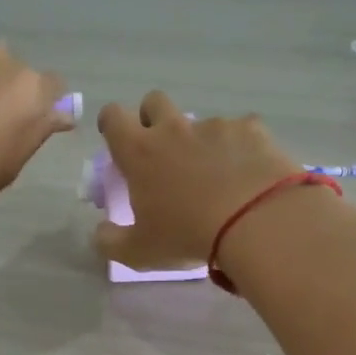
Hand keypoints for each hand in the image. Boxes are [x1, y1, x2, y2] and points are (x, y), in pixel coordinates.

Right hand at [94, 91, 302, 268]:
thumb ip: (111, 242)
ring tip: (216, 174)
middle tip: (162, 151)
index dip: (112, 124)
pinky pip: (241, 130)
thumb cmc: (187, 235)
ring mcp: (215, 126)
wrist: (255, 222)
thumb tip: (100, 233)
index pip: (113, 117)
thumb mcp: (139, 252)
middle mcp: (174, 129)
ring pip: (200, 121)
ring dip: (200, 140)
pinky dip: (240, 147)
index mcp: (139, 152)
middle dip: (153, 118)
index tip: (118, 140)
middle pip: (154, 102)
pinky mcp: (251, 130)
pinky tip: (249, 173)